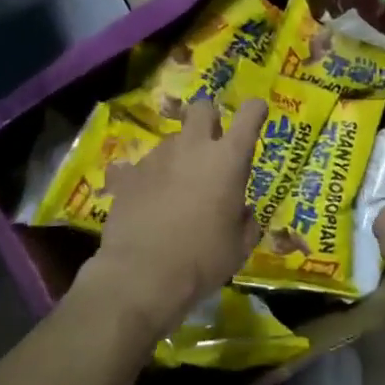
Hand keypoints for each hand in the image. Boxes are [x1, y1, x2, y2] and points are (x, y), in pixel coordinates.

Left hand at [77, 97, 265, 338]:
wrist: (141, 276)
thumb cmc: (202, 260)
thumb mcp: (239, 246)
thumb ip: (245, 220)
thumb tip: (241, 211)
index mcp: (228, 159)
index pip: (250, 114)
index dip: (255, 111)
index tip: (256, 114)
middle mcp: (193, 147)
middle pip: (202, 108)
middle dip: (209, 119)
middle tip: (211, 146)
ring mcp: (157, 157)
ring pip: (173, 139)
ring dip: (180, 154)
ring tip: (176, 187)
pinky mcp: (128, 174)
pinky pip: (140, 166)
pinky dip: (148, 178)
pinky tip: (146, 199)